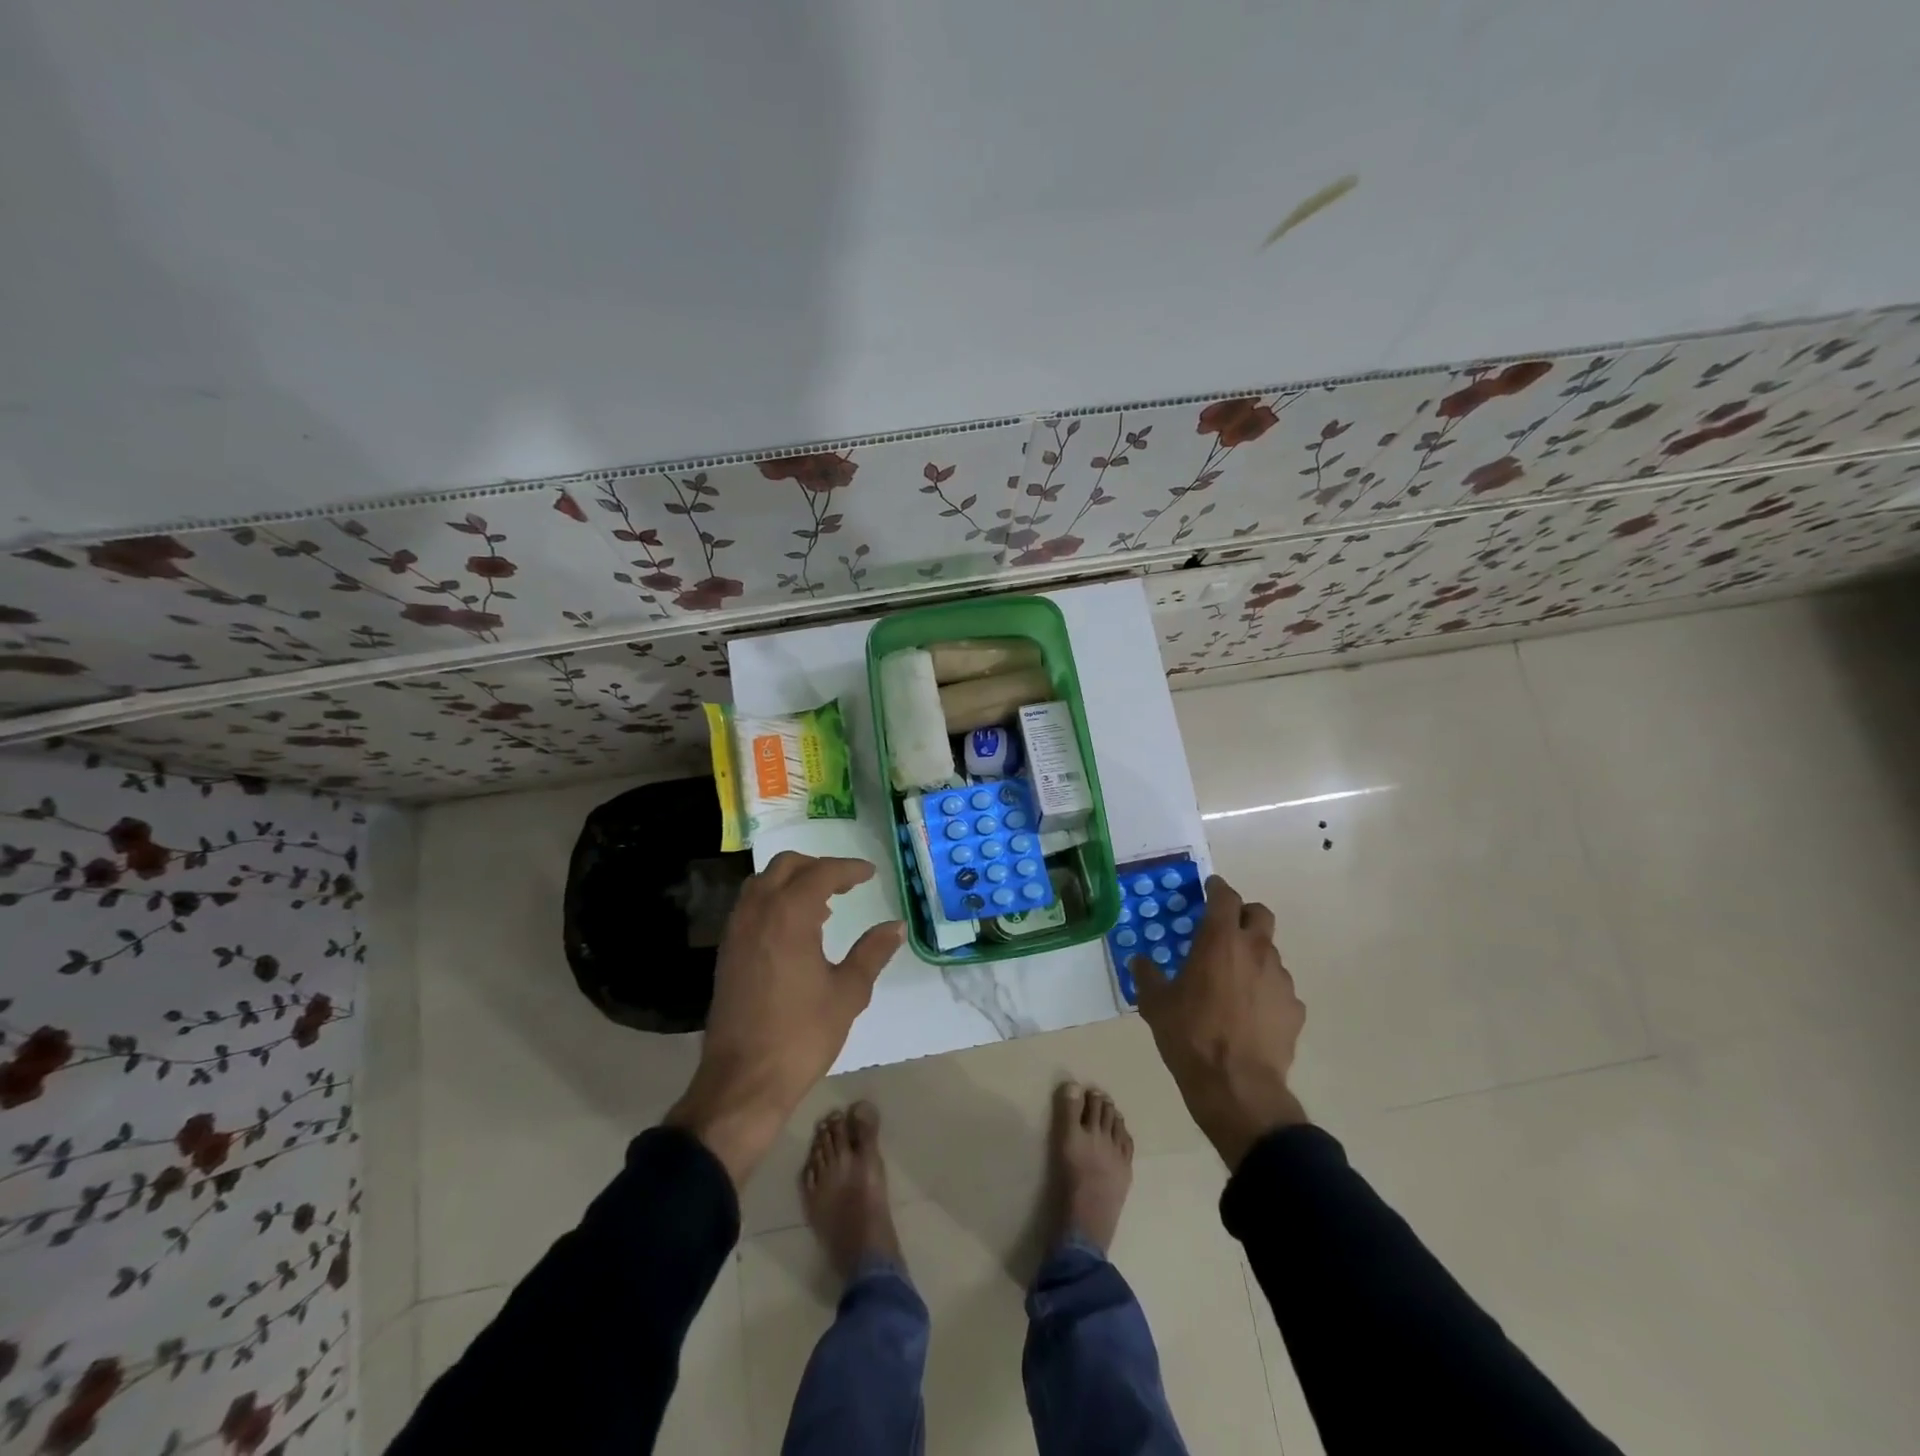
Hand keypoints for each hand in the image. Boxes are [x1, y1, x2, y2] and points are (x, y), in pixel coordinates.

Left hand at [667, 852, 903, 1186]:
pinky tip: (795, 930)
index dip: (848, 869)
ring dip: (792, 881)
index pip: (821, 873)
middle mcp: (758, 912)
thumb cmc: (802, 1035)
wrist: (743, 1081)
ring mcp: (736, 931)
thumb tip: (896, 926)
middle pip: (786, 866)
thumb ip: (872, 952)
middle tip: (846, 883)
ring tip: (822, 905)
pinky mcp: (727, 952)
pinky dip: (774, 901)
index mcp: (789, 915)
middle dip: (818, 866)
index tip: (870, 873)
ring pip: (762, 883)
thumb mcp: (848, 992)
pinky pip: (750, 907)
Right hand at [1133, 875, 1307, 1170]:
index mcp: (1220, 941)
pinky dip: (1265, 991)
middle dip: (1244, 914)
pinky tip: (1250, 1013)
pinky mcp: (1294, 1009)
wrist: (1237, 1087)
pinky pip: (1279, 989)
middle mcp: (1256, 951)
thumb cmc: (1190, 1036)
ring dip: (1254, 956)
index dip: (1217, 888)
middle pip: (1260, 914)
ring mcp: (1280, 980)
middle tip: (1225, 928)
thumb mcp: (1155, 1004)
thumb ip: (1147, 976)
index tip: (1209, 888)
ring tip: (1234, 980)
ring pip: (1270, 953)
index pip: (1226, 897)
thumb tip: (1140, 962)